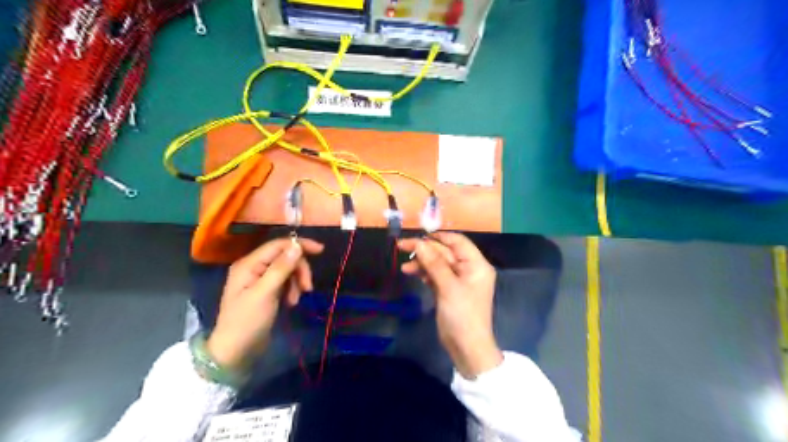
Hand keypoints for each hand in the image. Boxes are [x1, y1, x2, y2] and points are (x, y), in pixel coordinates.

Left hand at [208, 238, 325, 369]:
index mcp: (249, 264)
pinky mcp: (266, 291)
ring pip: (287, 270)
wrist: (235, 352)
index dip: (300, 245)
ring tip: (295, 300)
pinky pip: (285, 281)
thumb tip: (297, 246)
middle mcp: (254, 267)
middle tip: (307, 288)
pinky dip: (291, 289)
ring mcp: (259, 279)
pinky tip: (291, 302)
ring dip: (296, 282)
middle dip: (299, 270)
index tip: (321, 251)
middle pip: (285, 257)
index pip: (278, 245)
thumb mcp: (265, 293)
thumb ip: (281, 268)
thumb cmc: (247, 321)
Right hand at [398, 231, 500, 379]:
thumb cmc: (462, 315)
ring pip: (438, 263)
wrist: (467, 348)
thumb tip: (418, 243)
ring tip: (405, 268)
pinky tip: (412, 273)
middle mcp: (469, 269)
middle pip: (445, 252)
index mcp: (476, 264)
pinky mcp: (449, 290)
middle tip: (403, 247)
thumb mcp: (448, 287)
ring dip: (422, 263)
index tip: (417, 236)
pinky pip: (436, 275)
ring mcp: (459, 280)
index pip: (458, 241)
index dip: (438, 237)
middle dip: (426, 250)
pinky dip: (425, 273)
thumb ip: (434, 263)